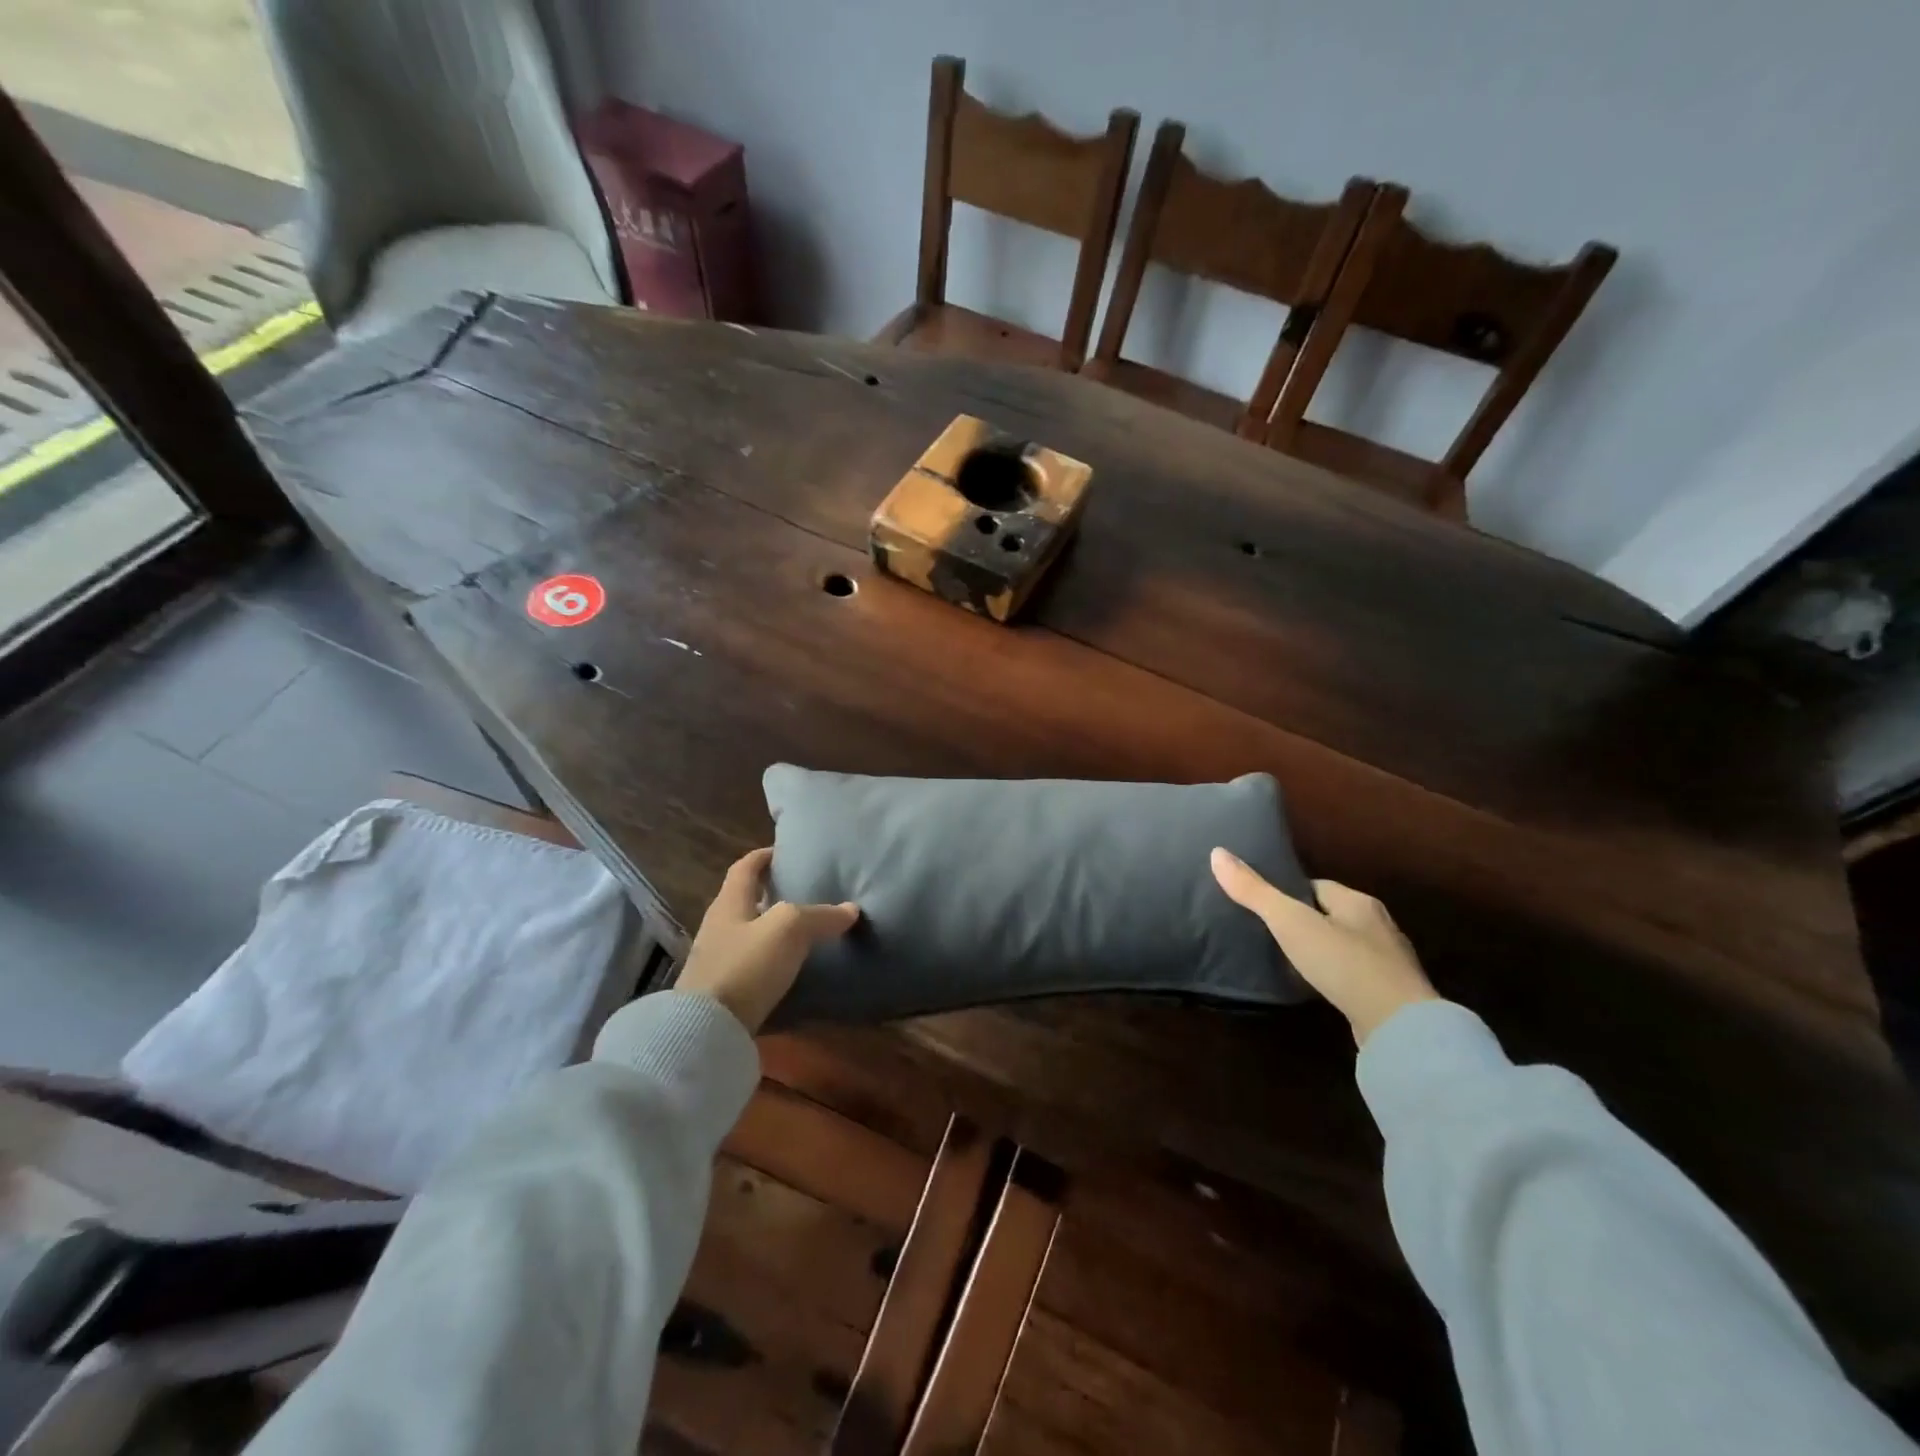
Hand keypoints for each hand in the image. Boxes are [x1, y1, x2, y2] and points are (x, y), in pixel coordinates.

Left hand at [676, 847, 859, 1032]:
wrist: (705, 1030)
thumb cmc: (746, 965)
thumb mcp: (789, 930)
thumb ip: (820, 916)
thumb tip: (850, 909)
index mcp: (730, 902)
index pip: (746, 867)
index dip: (765, 856)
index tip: (786, 851)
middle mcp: (718, 926)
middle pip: (745, 900)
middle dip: (770, 893)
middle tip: (802, 891)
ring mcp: (716, 960)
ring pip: (748, 932)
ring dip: (771, 928)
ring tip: (803, 929)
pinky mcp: (721, 991)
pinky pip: (750, 964)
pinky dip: (770, 959)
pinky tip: (789, 967)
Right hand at [1210, 848, 1437, 1045]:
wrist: (1399, 1026)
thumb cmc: (1343, 962)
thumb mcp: (1290, 922)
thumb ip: (1255, 891)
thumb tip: (1217, 852)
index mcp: (1358, 902)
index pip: (1318, 887)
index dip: (1290, 894)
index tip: (1265, 907)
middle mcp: (1379, 926)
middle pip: (1333, 915)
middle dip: (1306, 923)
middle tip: (1272, 934)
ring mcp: (1388, 964)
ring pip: (1346, 947)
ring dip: (1322, 953)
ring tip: (1290, 963)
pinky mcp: (1390, 997)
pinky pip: (1355, 978)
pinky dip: (1336, 979)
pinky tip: (1319, 989)